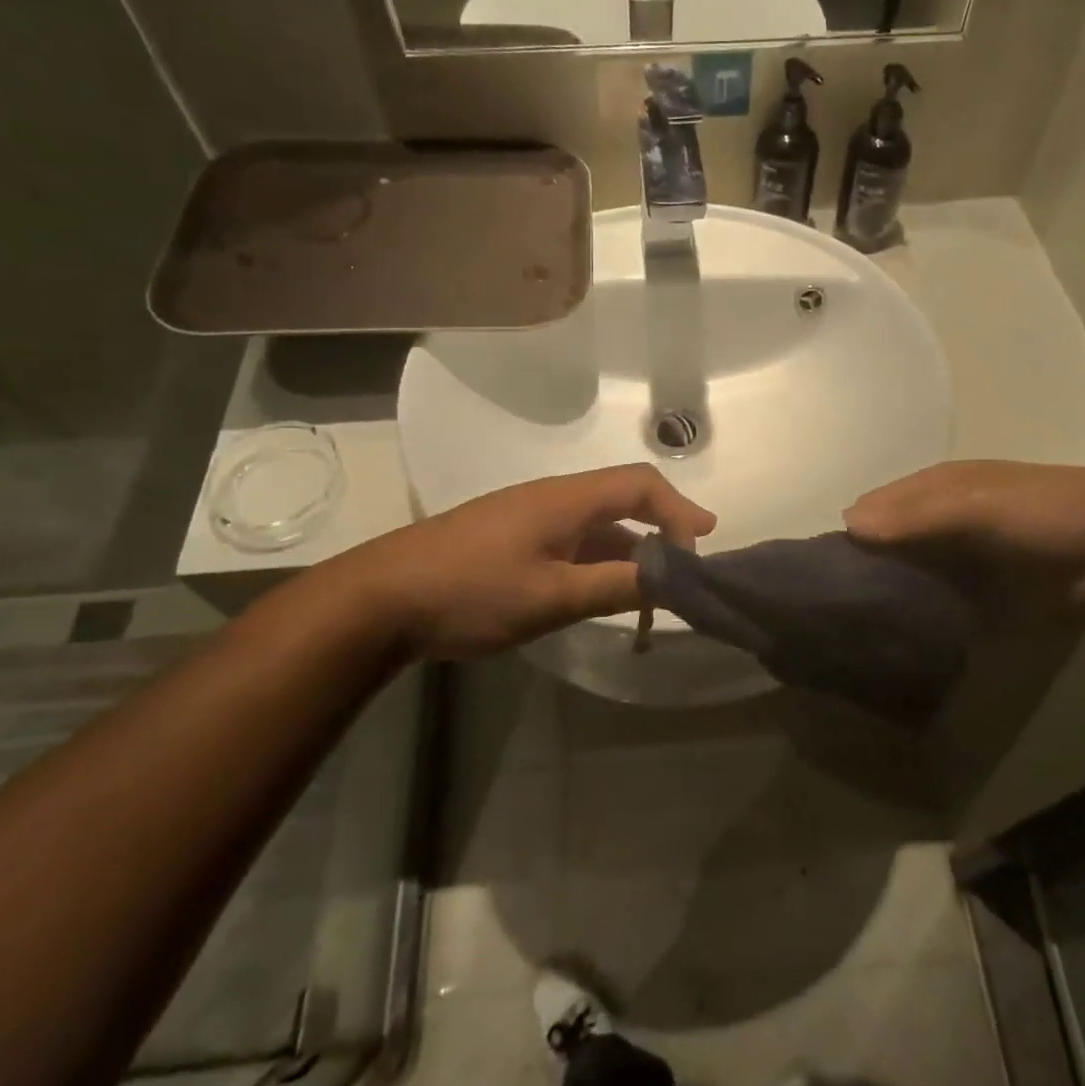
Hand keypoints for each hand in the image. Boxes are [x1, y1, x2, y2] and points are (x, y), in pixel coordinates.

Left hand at [370, 465, 714, 658]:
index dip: (678, 509)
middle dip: (660, 537)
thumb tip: (673, 577)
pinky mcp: (510, 543)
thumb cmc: (470, 592)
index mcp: (565, 500)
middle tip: (683, 578)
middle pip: (622, 505)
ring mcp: (528, 521)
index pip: (640, 485)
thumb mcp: (551, 596)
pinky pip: (570, 546)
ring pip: (596, 530)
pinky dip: (598, 568)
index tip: (703, 544)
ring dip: (628, 558)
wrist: (381, 600)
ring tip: (649, 601)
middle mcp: (552, 501)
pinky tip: (601, 598)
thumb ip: (615, 586)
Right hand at [844, 461, 1084, 613]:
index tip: (820, 567)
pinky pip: (932, 597)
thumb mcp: (977, 503)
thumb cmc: (1041, 512)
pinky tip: (894, 631)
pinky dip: (913, 609)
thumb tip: (848, 525)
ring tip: (854, 624)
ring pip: (906, 571)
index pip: (875, 506)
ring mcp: (958, 556)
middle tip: (833, 603)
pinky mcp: (976, 589)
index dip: (849, 531)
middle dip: (863, 564)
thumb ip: (918, 514)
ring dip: (885, 591)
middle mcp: (939, 518)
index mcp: (935, 486)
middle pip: (887, 540)